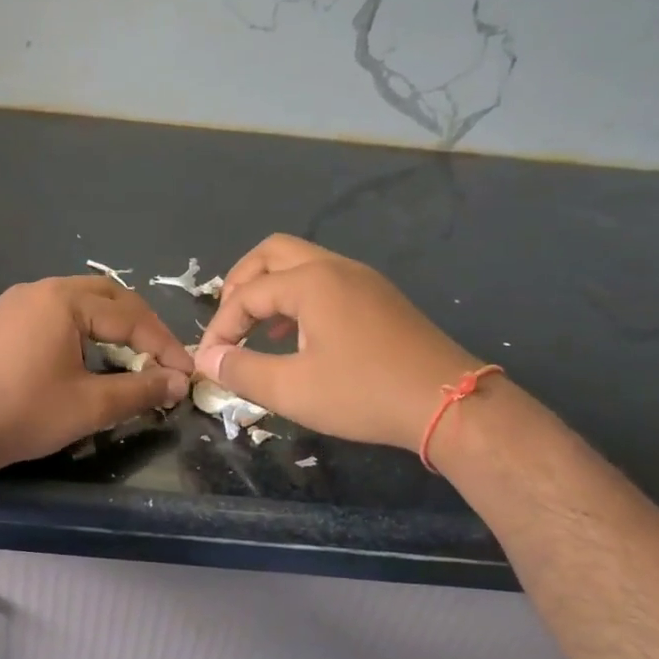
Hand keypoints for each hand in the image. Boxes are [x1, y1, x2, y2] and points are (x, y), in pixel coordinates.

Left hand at [0, 276, 193, 478]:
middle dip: (139, 327)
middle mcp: (39, 290)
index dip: (163, 345)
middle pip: (106, 297)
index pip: (129, 316)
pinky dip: (81, 331)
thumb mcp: (90, 405)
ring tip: (130, 358)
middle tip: (160, 359)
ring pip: (79, 304)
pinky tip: (87, 358)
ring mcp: (15, 303)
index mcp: (63, 300)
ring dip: (110, 327)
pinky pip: (54, 315)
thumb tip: (178, 383)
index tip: (184, 374)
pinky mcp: (0, 322)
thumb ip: (140, 390)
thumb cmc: (23, 413)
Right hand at [194, 235, 480, 452]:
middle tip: (229, 322)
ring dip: (270, 290)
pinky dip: (298, 298)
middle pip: (271, 254)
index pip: (246, 294)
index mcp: (311, 282)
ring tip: (256, 330)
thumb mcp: (292, 390)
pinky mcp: (379, 298)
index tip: (210, 360)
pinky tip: (295, 338)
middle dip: (241, 284)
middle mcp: (336, 268)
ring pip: (301, 265)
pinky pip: (325, 282)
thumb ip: (241, 370)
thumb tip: (207, 358)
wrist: (451, 403)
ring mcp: (363, 280)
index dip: (220, 327)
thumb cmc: (364, 394)